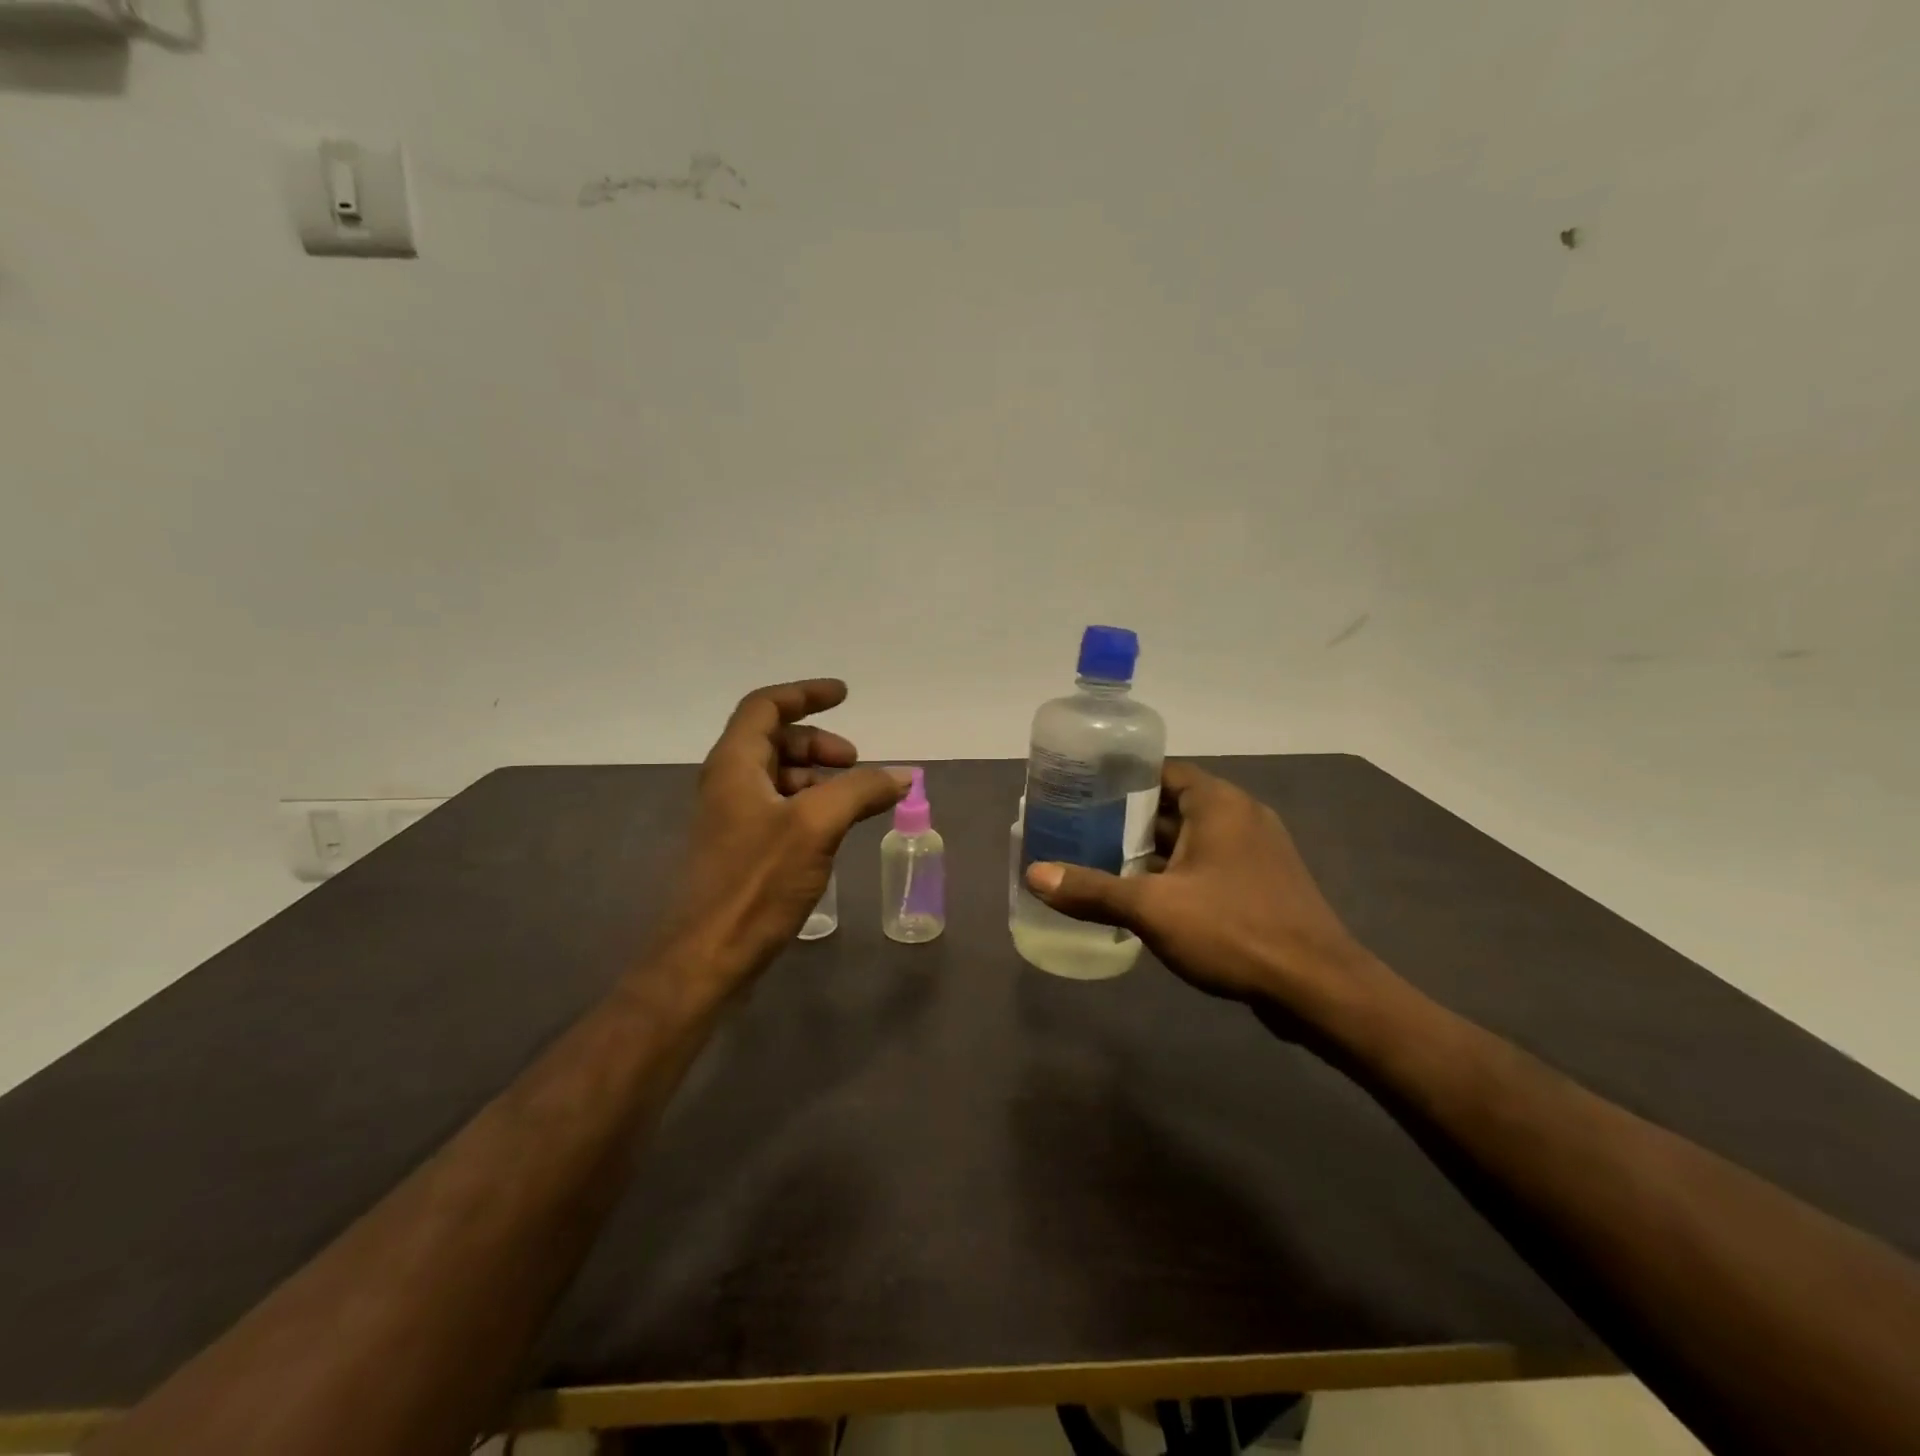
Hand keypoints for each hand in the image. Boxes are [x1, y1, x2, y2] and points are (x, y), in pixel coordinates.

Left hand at [661, 680, 907, 988]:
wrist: (705, 959)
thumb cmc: (755, 883)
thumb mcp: (815, 826)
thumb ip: (860, 791)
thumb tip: (903, 774)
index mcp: (734, 764)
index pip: (766, 706)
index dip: (805, 694)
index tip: (844, 695)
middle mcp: (727, 784)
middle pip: (773, 741)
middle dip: (819, 743)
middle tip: (856, 763)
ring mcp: (730, 819)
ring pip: (778, 778)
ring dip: (817, 777)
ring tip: (853, 800)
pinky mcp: (739, 852)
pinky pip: (779, 810)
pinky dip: (810, 807)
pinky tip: (833, 832)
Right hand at [1025, 762, 1380, 1017]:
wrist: (1319, 989)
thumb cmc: (1234, 930)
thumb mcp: (1153, 908)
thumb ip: (1093, 890)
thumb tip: (1035, 874)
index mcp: (1219, 803)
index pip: (1161, 771)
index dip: (1121, 779)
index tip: (1082, 791)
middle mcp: (1240, 817)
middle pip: (1173, 805)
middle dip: (1128, 819)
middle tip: (1080, 829)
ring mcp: (1256, 852)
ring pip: (1190, 839)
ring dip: (1151, 850)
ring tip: (1100, 861)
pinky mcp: (1262, 885)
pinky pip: (1208, 866)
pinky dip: (1176, 873)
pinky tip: (1144, 897)